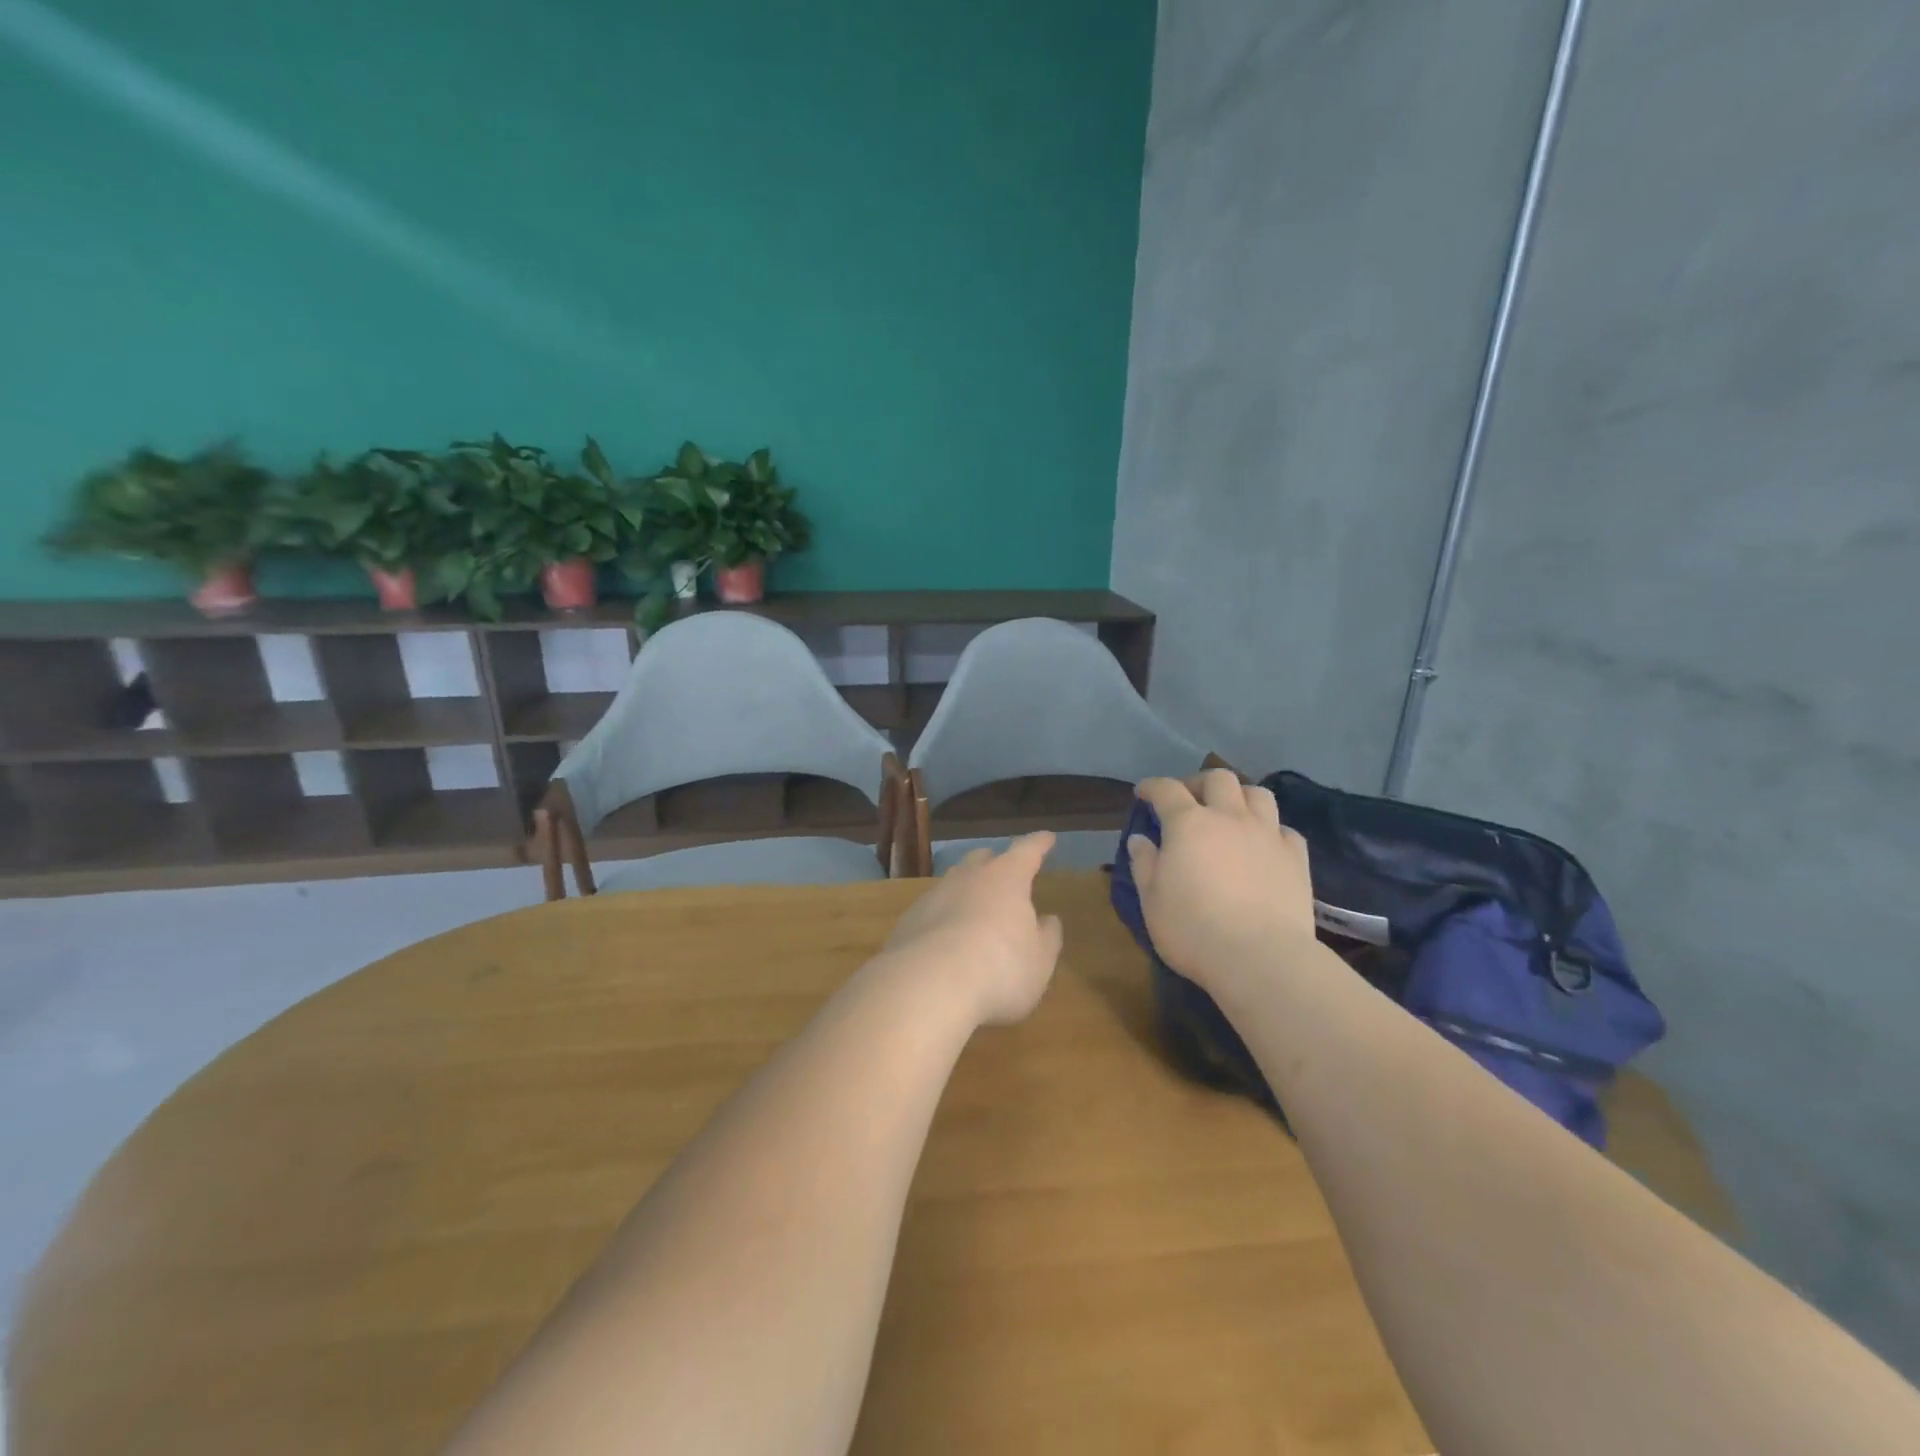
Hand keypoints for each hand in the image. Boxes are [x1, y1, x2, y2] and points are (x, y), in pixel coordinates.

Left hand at [882, 832, 1063, 1026]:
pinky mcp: (909, 921)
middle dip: (995, 862)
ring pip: (954, 882)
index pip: (1027, 851)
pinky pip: (932, 911)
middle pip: (982, 859)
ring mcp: (934, 896)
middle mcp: (969, 878)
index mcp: (1007, 878)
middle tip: (1005, 873)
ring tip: (975, 907)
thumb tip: (1049, 920)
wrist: (927, 984)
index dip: (1039, 844)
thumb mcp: (1039, 960)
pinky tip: (946, 939)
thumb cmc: (1000, 967)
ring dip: (966, 890)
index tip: (1046, 837)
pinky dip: (943, 918)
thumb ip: (1047, 937)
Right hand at [1128, 770, 1316, 991]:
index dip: (1152, 787)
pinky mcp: (1296, 857)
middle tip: (1189, 800)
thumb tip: (1140, 839)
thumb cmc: (1193, 930)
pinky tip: (1263, 844)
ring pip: (1258, 794)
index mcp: (1189, 824)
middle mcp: (1230, 818)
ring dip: (1239, 797)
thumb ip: (1145, 864)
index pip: (1167, 790)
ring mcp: (1267, 835)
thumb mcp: (1152, 900)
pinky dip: (1270, 829)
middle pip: (1218, 779)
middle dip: (1199, 783)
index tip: (1143, 793)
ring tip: (1230, 814)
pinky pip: (1284, 828)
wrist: (1260, 958)